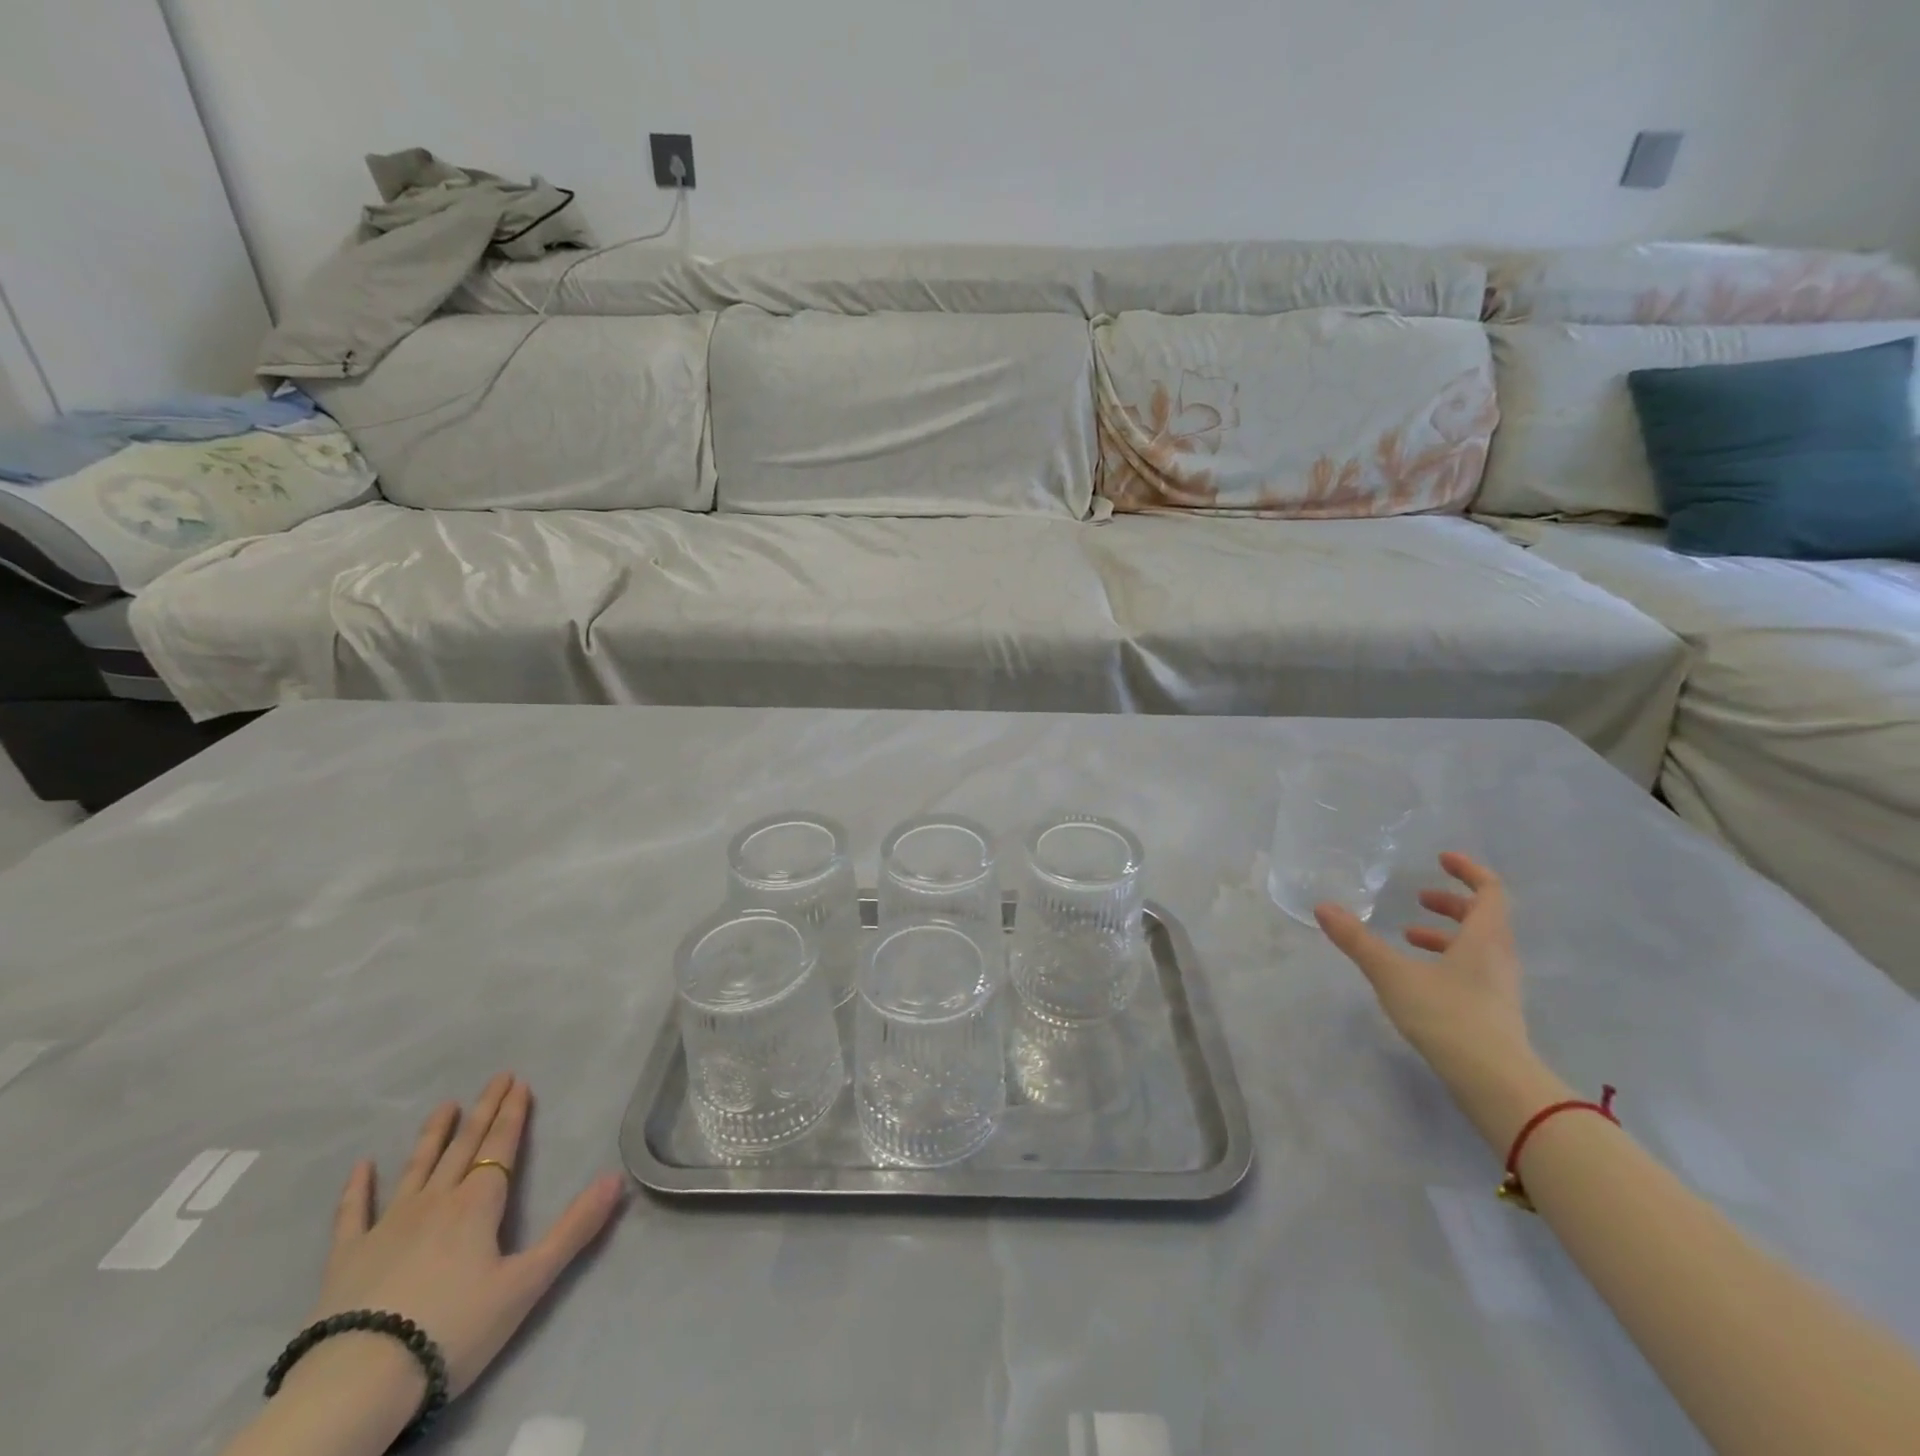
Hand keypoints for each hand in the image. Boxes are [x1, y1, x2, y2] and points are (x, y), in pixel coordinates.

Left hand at [309, 1074, 623, 1397]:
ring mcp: (387, 1226)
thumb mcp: (527, 1283)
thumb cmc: (453, 1329)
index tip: (520, 1082)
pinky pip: (353, 1214)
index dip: (513, 1113)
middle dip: (484, 1110)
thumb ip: (574, 1229)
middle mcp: (436, 1201)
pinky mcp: (347, 1258)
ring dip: (433, 1135)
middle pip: (464, 1146)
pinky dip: (358, 1188)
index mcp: (478, 1204)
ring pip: (417, 1167)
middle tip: (497, 1077)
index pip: (501, 1146)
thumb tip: (616, 1179)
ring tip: (445, 1106)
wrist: (358, 1385)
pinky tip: (361, 1166)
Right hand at [1316, 853, 1550, 1144]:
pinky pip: (1474, 969)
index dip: (1468, 870)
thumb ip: (1357, 941)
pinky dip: (1448, 960)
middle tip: (1418, 898)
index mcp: (1484, 938)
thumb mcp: (1392, 974)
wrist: (1494, 1081)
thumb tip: (1323, 907)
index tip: (1441, 859)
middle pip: (1484, 918)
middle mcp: (1499, 957)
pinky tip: (1418, 976)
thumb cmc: (1447, 1015)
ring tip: (1408, 936)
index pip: (1490, 891)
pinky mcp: (1494, 1011)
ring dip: (1445, 934)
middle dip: (1451, 903)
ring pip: (1478, 946)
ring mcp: (1500, 986)